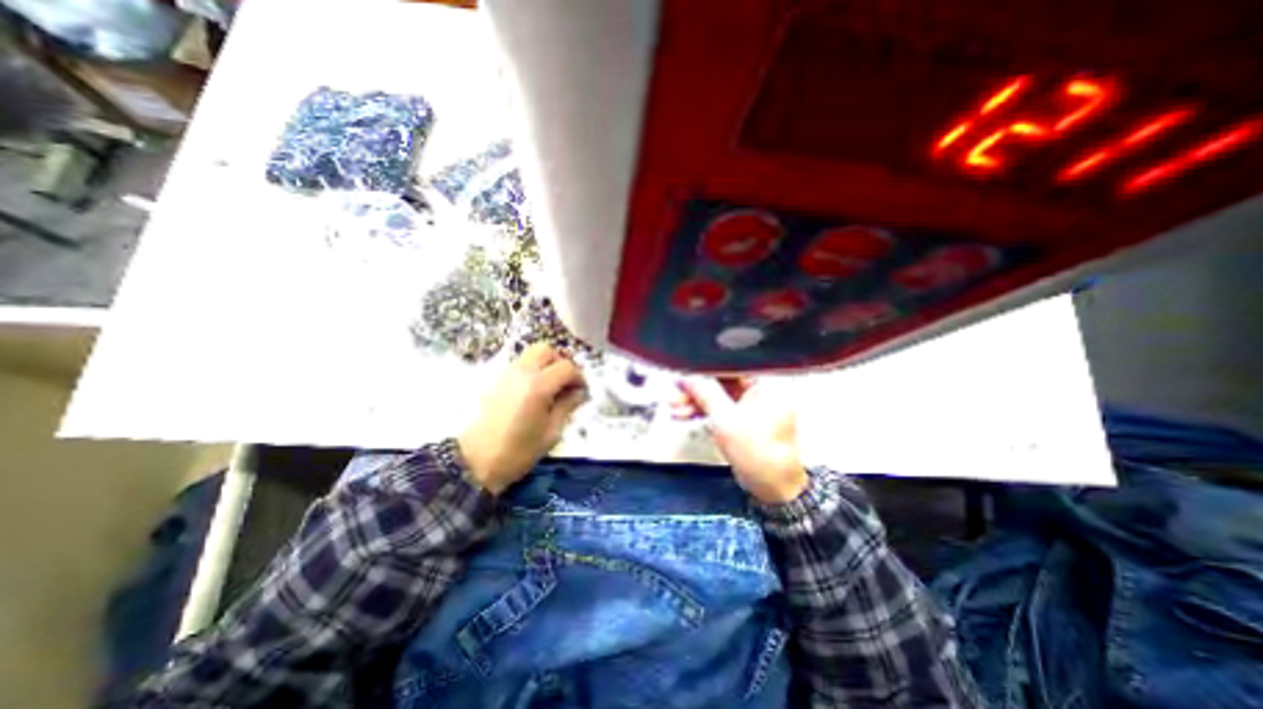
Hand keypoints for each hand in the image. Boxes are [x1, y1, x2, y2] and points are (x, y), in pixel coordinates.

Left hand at [460, 344, 586, 492]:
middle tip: (567, 382)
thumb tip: (579, 393)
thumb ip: (567, 407)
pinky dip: (532, 369)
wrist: (475, 462)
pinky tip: (535, 391)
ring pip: (531, 353)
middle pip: (546, 350)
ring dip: (546, 363)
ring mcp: (506, 374)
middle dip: (561, 362)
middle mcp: (522, 373)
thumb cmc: (517, 452)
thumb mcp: (551, 433)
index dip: (579, 377)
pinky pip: (519, 364)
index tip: (582, 391)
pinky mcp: (496, 380)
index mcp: (538, 386)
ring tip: (552, 386)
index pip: (566, 367)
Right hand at [670, 376, 808, 503]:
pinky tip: (684, 415)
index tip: (683, 373)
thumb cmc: (756, 452)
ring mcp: (753, 404)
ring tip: (673, 408)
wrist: (773, 488)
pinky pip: (722, 407)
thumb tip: (687, 375)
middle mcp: (762, 389)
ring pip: (719, 395)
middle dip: (696, 389)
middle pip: (722, 381)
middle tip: (674, 393)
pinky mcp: (745, 417)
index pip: (730, 366)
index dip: (704, 369)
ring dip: (696, 401)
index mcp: (767, 383)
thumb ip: (705, 393)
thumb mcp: (725, 420)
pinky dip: (705, 411)